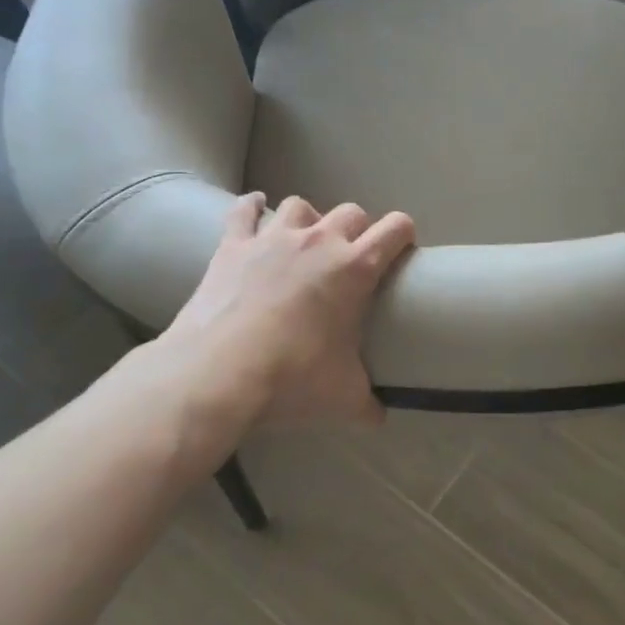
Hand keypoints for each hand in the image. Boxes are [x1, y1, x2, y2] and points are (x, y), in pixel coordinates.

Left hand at [126, 193, 415, 453]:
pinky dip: (251, 208)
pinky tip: (253, 209)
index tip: (402, 248)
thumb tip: (379, 418)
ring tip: (303, 241)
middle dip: (357, 229)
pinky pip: (244, 211)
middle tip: (351, 258)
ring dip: (307, 219)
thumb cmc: (292, 378)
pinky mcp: (233, 245)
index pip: (395, 229)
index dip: (404, 233)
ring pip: (300, 206)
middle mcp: (319, 241)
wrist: (219, 372)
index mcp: (355, 268)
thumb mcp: (342, 398)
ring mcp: (273, 237)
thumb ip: (367, 404)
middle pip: (351, 212)